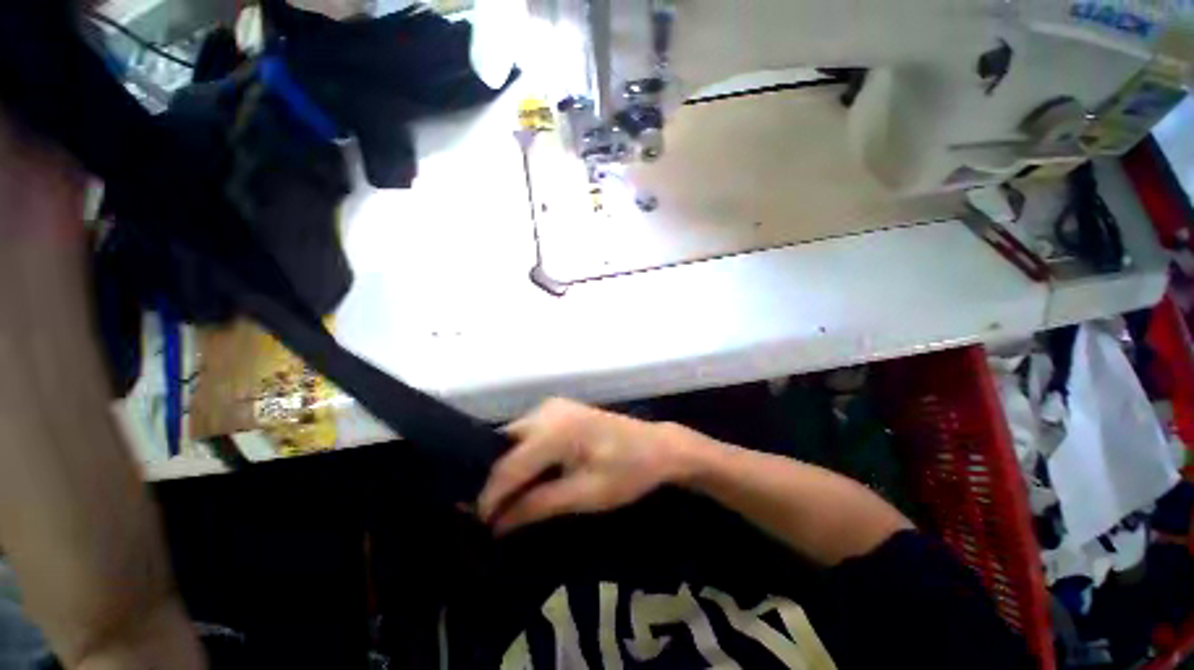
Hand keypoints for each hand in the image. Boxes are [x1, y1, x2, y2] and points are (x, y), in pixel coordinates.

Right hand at [477, 399, 682, 534]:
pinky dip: (523, 454)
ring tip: (507, 499)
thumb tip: (498, 523)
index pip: (508, 467)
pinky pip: (529, 431)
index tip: (481, 527)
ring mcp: (553, 406)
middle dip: (496, 480)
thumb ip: (537, 505)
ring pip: (514, 437)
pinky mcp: (560, 408)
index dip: (491, 499)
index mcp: (555, 430)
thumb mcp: (584, 495)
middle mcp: (547, 411)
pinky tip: (527, 475)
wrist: (657, 446)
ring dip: (508, 467)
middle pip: (505, 446)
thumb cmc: (627, 472)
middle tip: (492, 514)